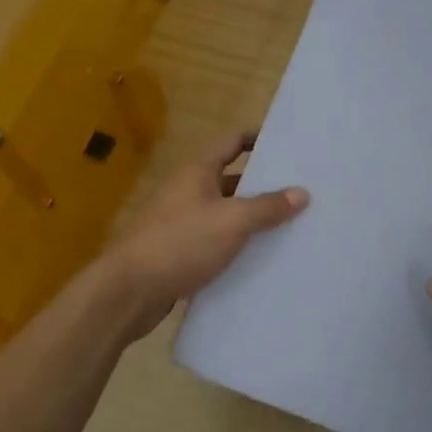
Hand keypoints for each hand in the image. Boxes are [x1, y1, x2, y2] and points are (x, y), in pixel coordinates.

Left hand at [102, 129, 307, 338]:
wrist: (129, 292)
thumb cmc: (180, 244)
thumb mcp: (231, 222)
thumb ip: (267, 206)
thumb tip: (302, 192)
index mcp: (197, 172)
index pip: (232, 142)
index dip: (258, 138)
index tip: (288, 146)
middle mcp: (188, 190)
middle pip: (231, 179)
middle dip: (263, 184)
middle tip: (300, 191)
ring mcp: (181, 222)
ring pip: (225, 213)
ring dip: (251, 218)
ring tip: (290, 225)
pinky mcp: (179, 252)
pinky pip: (215, 240)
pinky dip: (236, 245)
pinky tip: (260, 257)